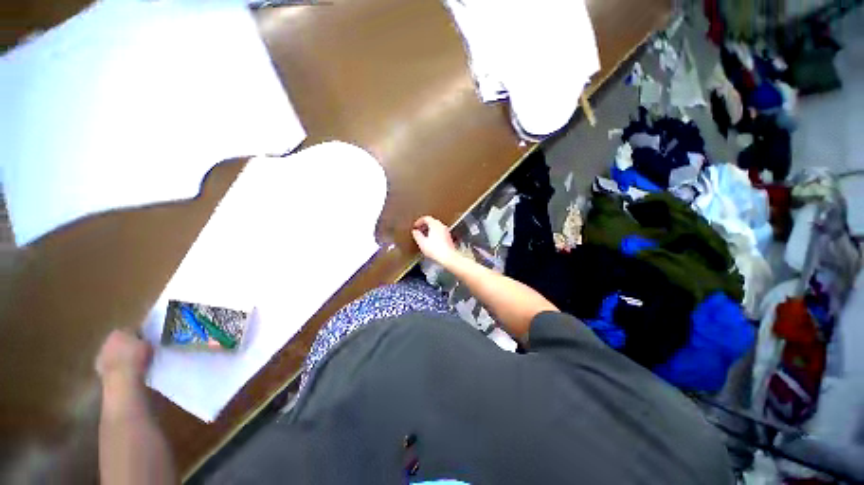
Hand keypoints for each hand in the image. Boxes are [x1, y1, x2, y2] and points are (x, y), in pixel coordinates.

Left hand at [95, 330, 152, 384]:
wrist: (121, 377)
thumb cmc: (136, 357)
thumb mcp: (149, 346)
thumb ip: (145, 341)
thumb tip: (146, 341)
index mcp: (119, 331)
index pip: (131, 330)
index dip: (139, 335)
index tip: (146, 341)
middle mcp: (107, 340)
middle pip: (119, 341)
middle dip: (126, 346)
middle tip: (138, 352)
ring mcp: (101, 354)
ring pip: (113, 353)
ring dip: (120, 356)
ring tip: (132, 363)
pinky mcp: (99, 368)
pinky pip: (110, 364)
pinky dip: (116, 367)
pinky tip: (125, 372)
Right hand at [412, 216, 459, 266]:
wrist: (448, 257)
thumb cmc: (435, 249)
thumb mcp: (422, 243)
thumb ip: (417, 235)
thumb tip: (415, 231)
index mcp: (435, 224)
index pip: (426, 218)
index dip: (419, 221)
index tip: (415, 226)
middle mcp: (442, 226)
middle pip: (432, 221)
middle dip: (424, 225)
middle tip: (419, 230)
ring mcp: (446, 231)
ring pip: (436, 227)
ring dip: (429, 230)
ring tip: (424, 236)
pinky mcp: (449, 238)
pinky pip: (440, 232)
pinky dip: (434, 234)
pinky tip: (431, 241)